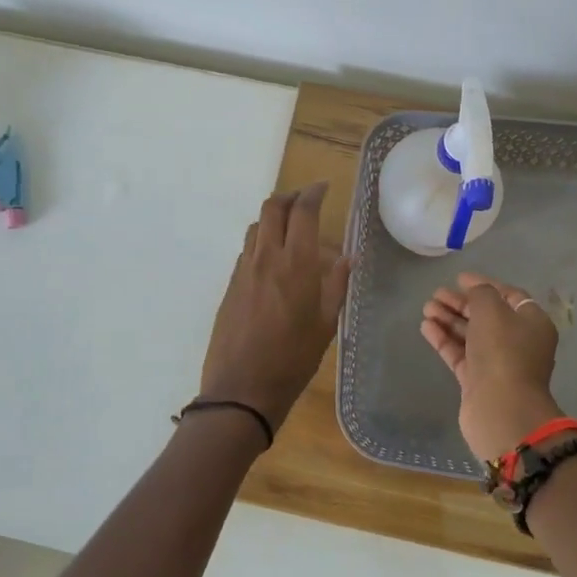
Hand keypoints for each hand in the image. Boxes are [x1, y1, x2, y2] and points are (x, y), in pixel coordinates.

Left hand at [199, 184, 351, 429]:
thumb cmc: (293, 360)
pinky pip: (247, 249)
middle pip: (272, 207)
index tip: (323, 188)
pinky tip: (272, 258)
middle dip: (290, 196)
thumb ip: (336, 286)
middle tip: (306, 200)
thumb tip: (346, 258)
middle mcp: (266, 257)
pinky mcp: (230, 284)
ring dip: (273, 217)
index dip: (313, 193)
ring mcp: (244, 269)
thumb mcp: (325, 325)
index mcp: (295, 264)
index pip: (302, 212)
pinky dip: (261, 240)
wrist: (241, 388)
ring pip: (256, 226)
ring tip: (289, 226)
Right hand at [421, 273, 563, 459]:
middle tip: (436, 294)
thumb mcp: (492, 310)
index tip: (459, 278)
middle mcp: (518, 342)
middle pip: (487, 315)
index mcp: (532, 323)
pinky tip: (426, 326)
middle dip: (461, 303)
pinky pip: (460, 353)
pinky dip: (444, 339)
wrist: (501, 409)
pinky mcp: (477, 381)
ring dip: (449, 319)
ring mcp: (497, 363)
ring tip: (426, 308)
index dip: (484, 284)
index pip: (509, 296)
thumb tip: (475, 291)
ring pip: (470, 335)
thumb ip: (481, 293)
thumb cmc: (502, 351)